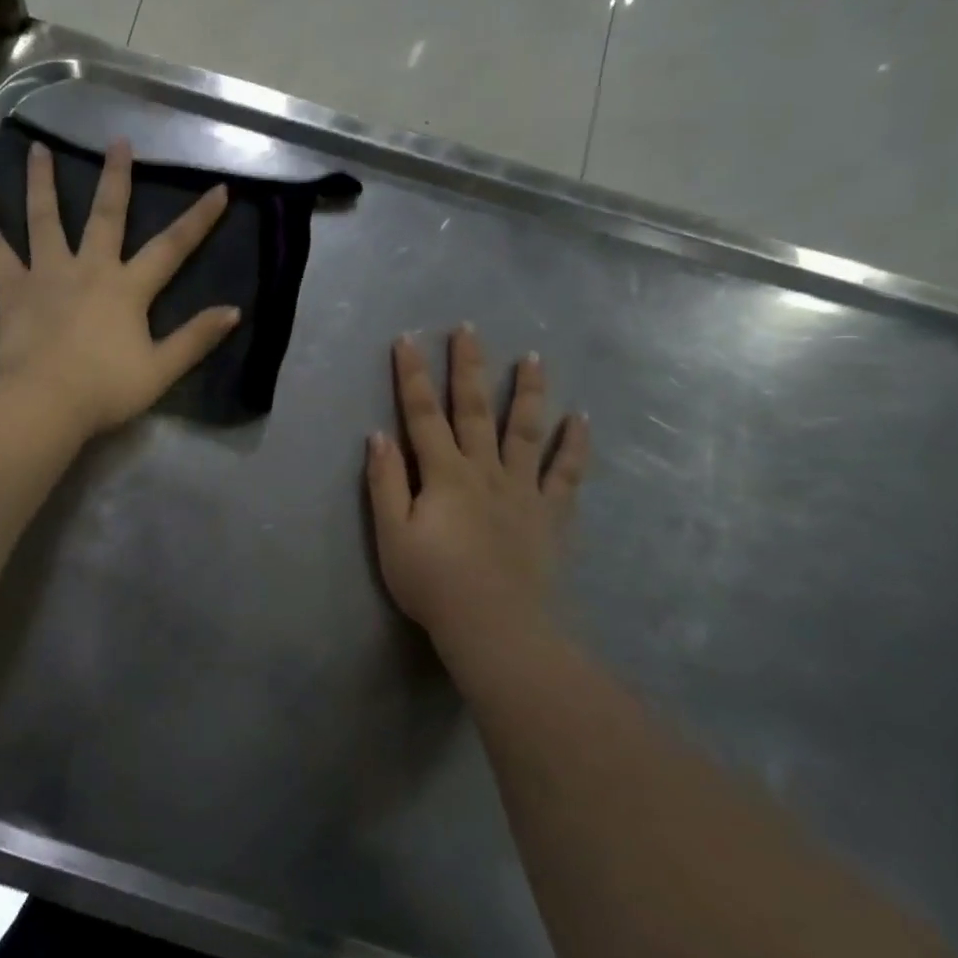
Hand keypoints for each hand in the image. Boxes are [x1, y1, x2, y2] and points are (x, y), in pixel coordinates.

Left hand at [0, 138, 239, 437]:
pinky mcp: (12, 290)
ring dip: (42, 182)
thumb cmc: (106, 389)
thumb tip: (234, 311)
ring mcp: (47, 274)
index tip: (219, 189)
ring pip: (44, 219)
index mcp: (127, 288)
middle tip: (118, 141)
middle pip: (105, 215)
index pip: (171, 248)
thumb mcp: (161, 370)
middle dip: (116, 177)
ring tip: (38, 148)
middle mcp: (89, 269)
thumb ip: (196, 339)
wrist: (46, 402)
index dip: (198, 219)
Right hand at [366, 328, 589, 649]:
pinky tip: (580, 419)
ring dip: (528, 392)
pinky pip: (567, 473)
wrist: (497, 628)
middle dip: (468, 367)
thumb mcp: (392, 536)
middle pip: (475, 409)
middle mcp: (485, 470)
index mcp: (444, 474)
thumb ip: (385, 482)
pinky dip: (574, 445)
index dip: (412, 376)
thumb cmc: (433, 584)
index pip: (423, 414)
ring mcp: (523, 490)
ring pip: (526, 430)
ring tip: (533, 357)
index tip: (407, 340)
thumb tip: (378, 435)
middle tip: (468, 329)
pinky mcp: (551, 515)